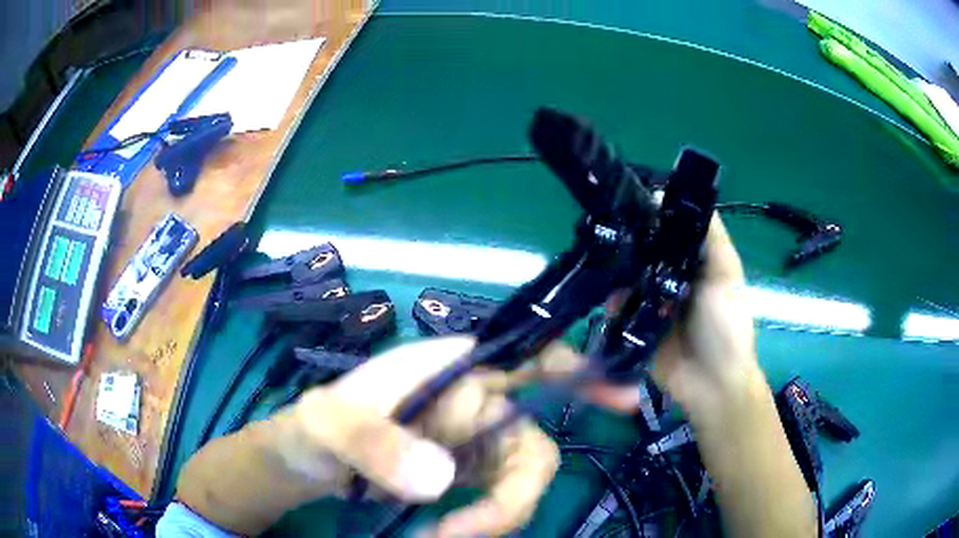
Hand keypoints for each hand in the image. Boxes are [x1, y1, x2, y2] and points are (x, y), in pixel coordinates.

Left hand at [276, 337, 559, 536]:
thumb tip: (442, 479)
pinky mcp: (470, 473)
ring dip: (496, 516)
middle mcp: (477, 400)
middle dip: (515, 494)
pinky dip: (485, 522)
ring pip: (522, 478)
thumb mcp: (326, 424)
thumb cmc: (316, 426)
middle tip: (472, 531)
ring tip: (441, 537)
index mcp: (451, 368)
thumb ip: (372, 442)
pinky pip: (502, 498)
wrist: (307, 459)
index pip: (528, 356)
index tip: (624, 400)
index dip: (580, 372)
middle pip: (534, 441)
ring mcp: (477, 441)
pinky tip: (445, 533)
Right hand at [584, 215, 757, 414]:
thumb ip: (710, 237)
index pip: (666, 231)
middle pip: (642, 254)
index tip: (626, 199)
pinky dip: (614, 306)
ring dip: (617, 277)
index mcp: (691, 263)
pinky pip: (619, 313)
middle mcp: (669, 279)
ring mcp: (650, 305)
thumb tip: (676, 193)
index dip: (649, 216)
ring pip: (627, 281)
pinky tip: (609, 302)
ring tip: (603, 269)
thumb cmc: (726, 326)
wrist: (712, 384)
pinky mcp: (636, 330)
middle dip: (626, 246)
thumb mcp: (726, 274)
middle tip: (604, 233)